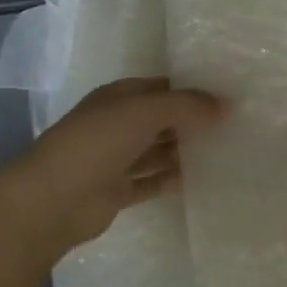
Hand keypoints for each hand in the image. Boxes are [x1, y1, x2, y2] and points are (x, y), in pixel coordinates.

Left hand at [0, 77, 224, 255]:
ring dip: (183, 150)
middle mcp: (116, 124)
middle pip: (159, 119)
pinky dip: (171, 179)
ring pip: (156, 150)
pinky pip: (151, 181)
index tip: (225, 96)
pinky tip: (200, 179)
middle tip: (232, 124)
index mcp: (117, 97)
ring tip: (222, 150)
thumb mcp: (145, 111)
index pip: (160, 87)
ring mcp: (115, 159)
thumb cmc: (98, 142)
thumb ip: (185, 106)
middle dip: (190, 120)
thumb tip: (223, 105)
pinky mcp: (117, 191)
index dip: (190, 89)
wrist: (54, 199)